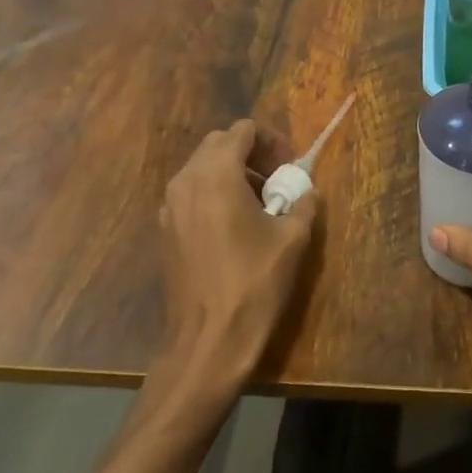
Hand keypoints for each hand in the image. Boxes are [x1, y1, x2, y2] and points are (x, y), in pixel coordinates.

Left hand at [157, 120, 318, 391]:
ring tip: (262, 202)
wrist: (207, 342)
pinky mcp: (165, 231)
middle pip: (220, 143)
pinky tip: (237, 225)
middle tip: (279, 178)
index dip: (272, 140)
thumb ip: (303, 202)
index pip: (244, 130)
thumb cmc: (253, 283)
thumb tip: (306, 191)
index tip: (291, 167)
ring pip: (202, 168)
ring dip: (234, 172)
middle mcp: (186, 180)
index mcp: (215, 173)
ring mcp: (169, 206)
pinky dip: (216, 193)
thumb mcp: (292, 238)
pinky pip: (192, 193)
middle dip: (252, 152)